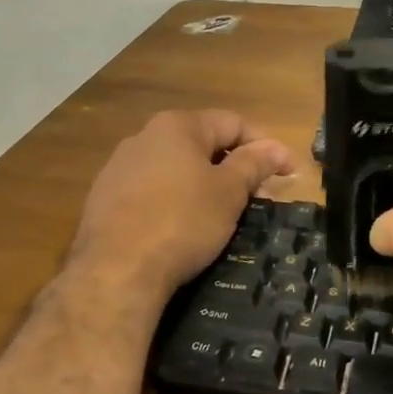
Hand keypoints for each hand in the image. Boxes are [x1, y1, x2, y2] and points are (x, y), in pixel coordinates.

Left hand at [71, 109, 293, 301]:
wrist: (116, 270)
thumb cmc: (182, 222)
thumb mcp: (228, 192)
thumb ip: (253, 164)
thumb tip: (275, 147)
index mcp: (177, 126)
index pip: (232, 123)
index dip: (265, 146)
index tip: (288, 173)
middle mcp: (144, 137)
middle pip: (201, 143)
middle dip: (234, 166)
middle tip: (258, 196)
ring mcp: (119, 167)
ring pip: (175, 168)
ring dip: (203, 183)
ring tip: (222, 213)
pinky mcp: (104, 198)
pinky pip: (151, 190)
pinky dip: (174, 200)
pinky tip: (182, 226)